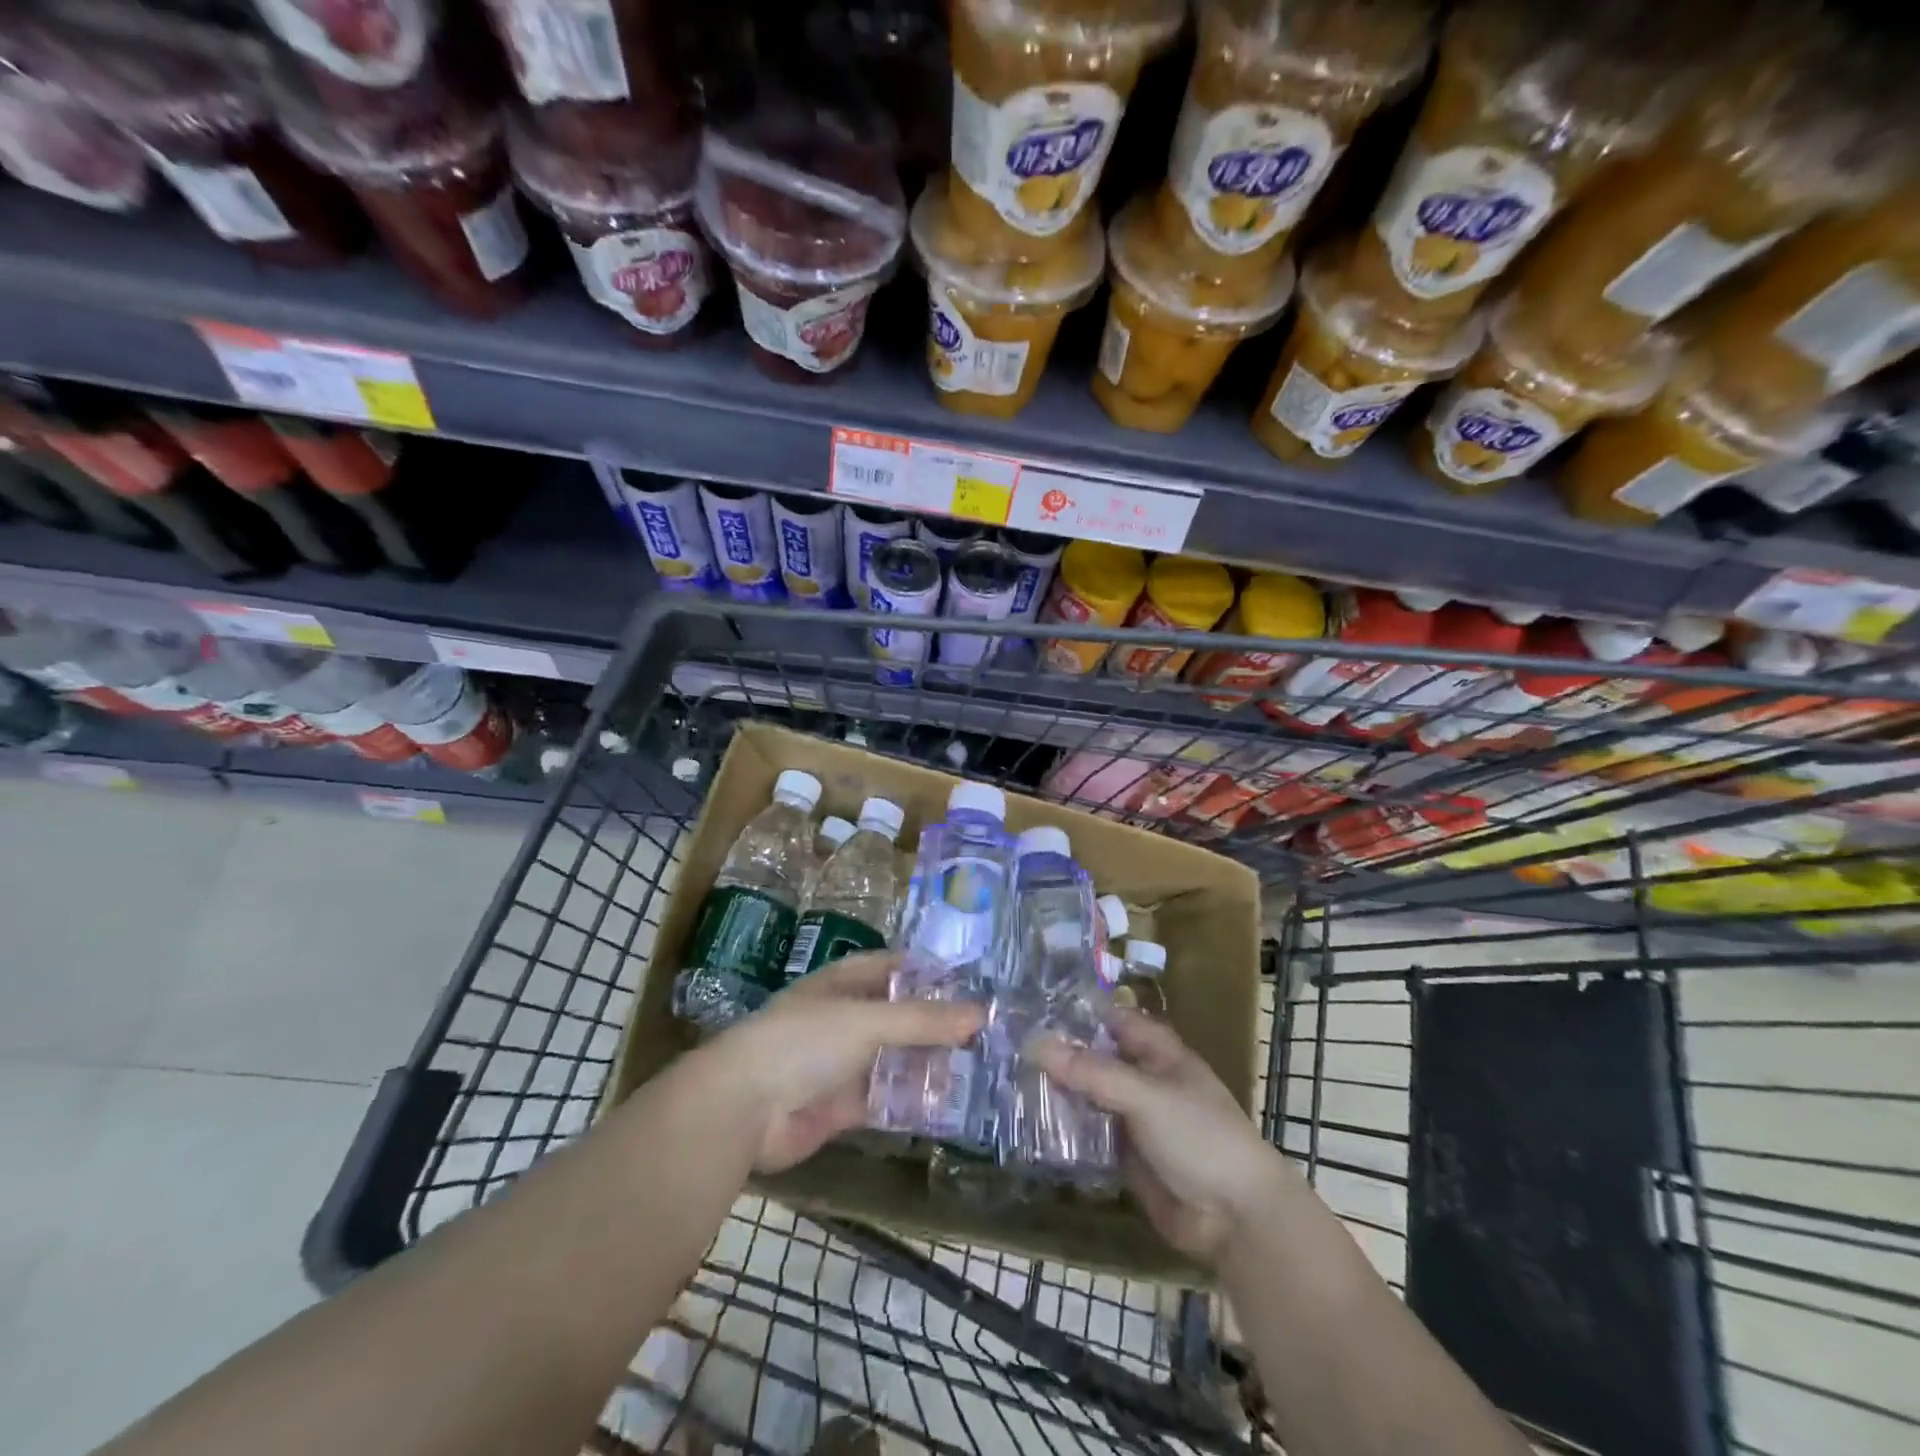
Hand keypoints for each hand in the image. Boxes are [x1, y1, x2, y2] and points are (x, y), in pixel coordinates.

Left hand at [710, 953, 982, 1173]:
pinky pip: (884, 1099)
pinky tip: (947, 1105)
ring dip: (926, 1064)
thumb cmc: (803, 1042)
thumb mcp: (868, 1021)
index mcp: (842, 984)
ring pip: (893, 1059)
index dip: (927, 973)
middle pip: (897, 1017)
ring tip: (976, 1068)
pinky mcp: (839, 1106)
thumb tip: (981, 1014)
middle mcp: (842, 1019)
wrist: (743, 1109)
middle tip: (983, 1033)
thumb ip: (923, 1020)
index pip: (891, 968)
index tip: (969, 983)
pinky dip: (910, 1101)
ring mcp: (840, 1064)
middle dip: (934, 1025)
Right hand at [1031, 1011, 1288, 1262]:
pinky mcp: (1124, 1156)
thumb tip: (1035, 1043)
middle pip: (1095, 1058)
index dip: (1077, 1011)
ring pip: (1088, 1096)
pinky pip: (1088, 1134)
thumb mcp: (1146, 1096)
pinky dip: (1064, 1129)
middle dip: (1058, 1053)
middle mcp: (1143, 1079)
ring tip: (1007, 1080)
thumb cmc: (1200, 1138)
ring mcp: (1133, 1118)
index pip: (1111, 1019)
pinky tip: (1029, 1123)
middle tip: (1008, 1045)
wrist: (1236, 1219)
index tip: (1031, 1005)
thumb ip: (1092, 1072)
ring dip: (1057, 1092)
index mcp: (1158, 1053)